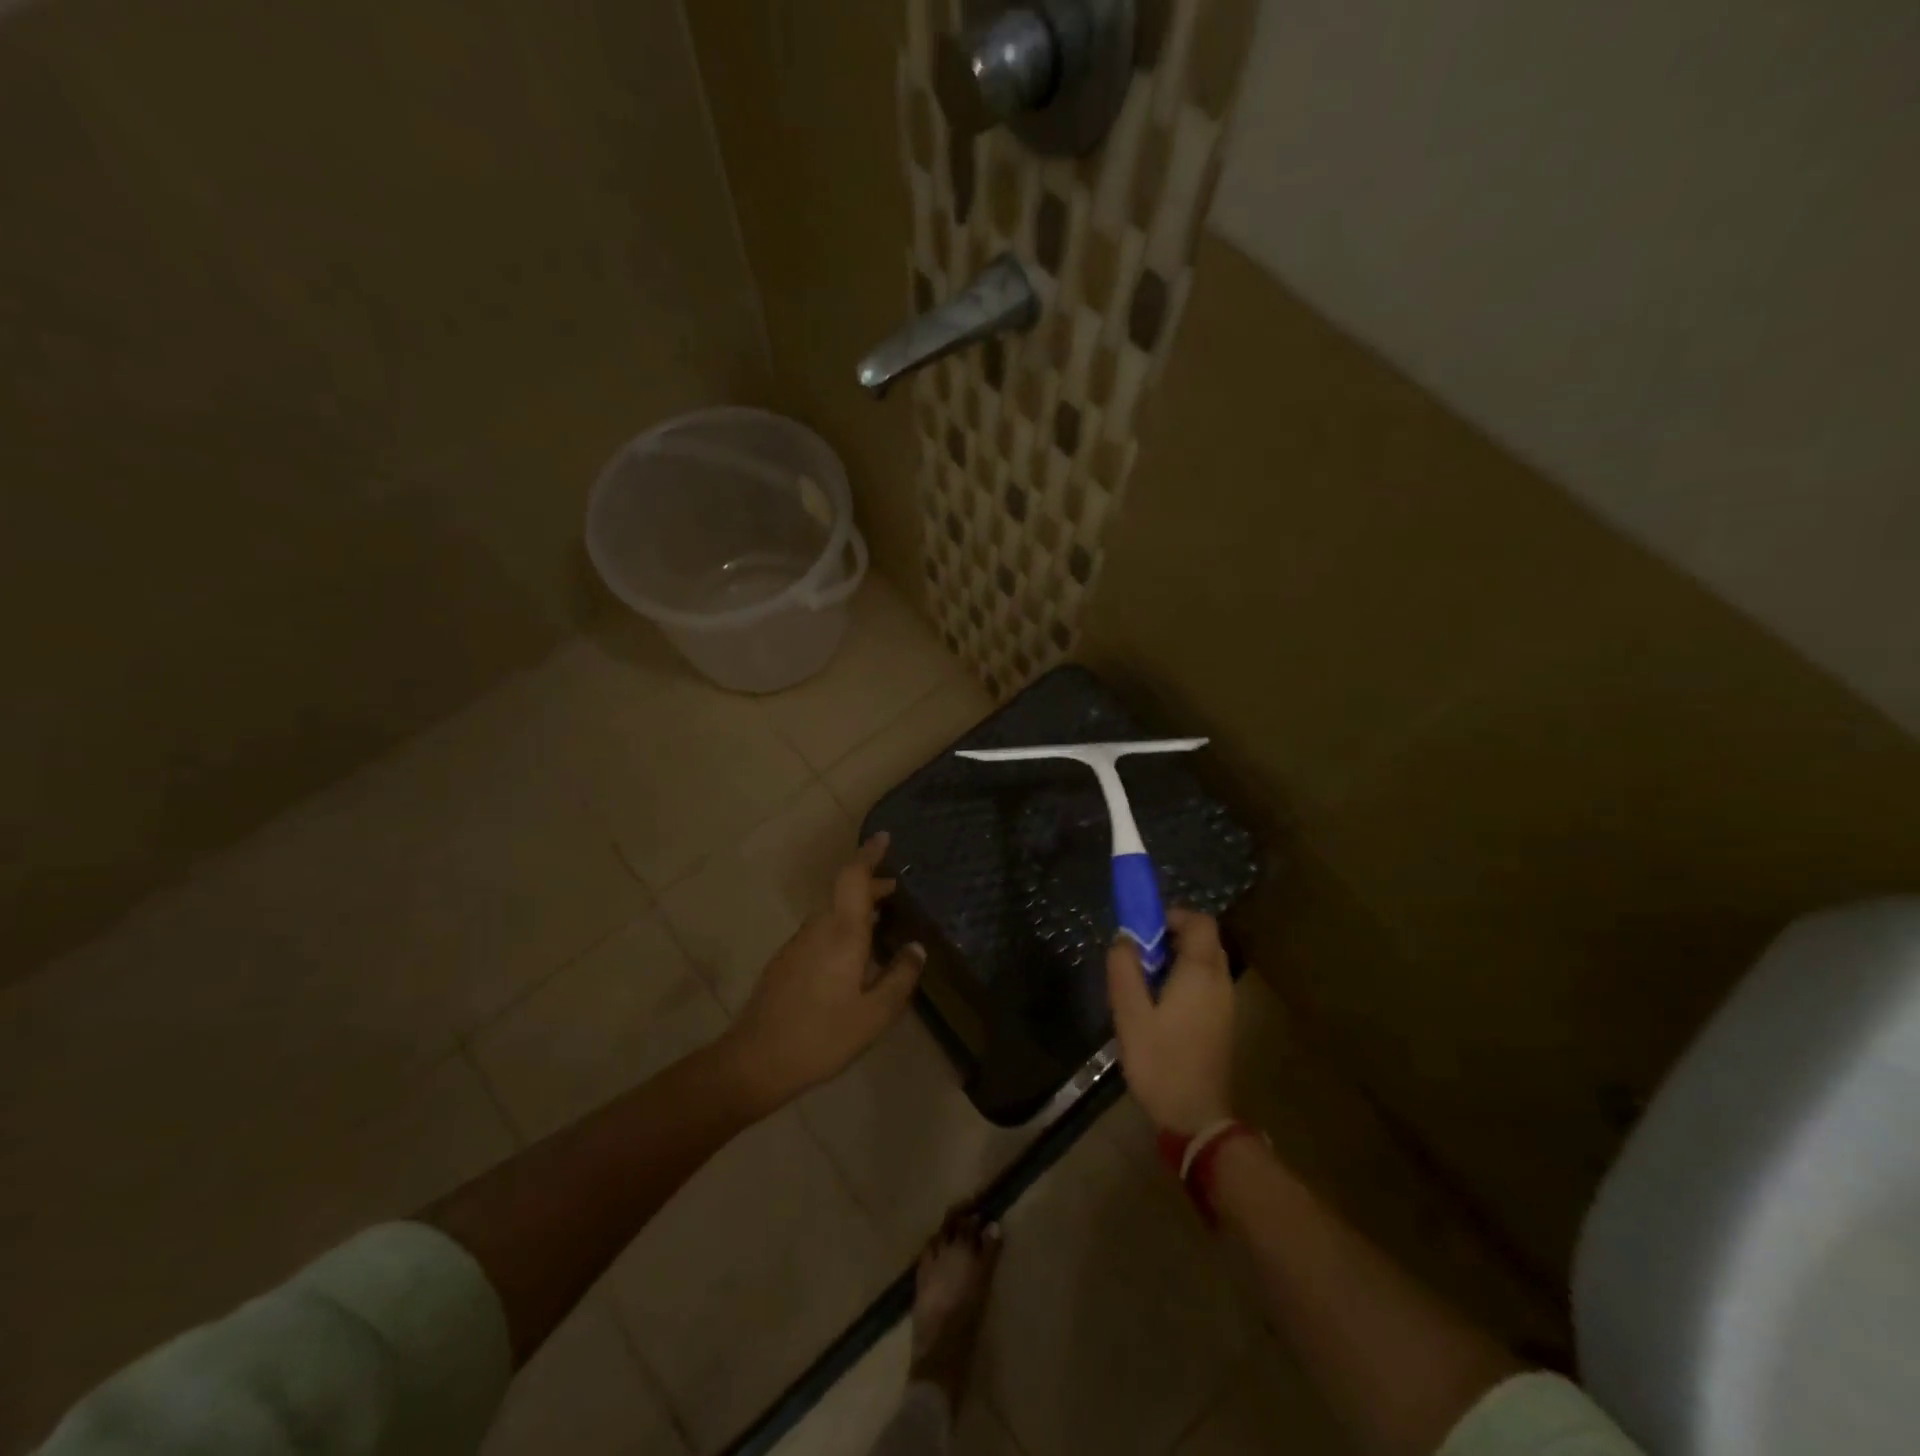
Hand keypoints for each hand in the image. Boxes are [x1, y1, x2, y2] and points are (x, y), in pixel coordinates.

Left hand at [720, 832, 924, 1110]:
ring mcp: (797, 944)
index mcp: (842, 933)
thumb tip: (916, 948)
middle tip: (896, 892)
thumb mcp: (874, 1014)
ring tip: (880, 924)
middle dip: (870, 887)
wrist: (755, 1061)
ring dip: (855, 910)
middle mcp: (818, 928)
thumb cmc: (822, 1036)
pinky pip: (820, 932)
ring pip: (831, 914)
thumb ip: (899, 977)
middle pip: (844, 894)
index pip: (854, 878)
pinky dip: (841, 929)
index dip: (869, 855)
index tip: (884, 838)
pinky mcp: (785, 962)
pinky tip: (851, 958)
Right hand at [1106, 908, 1235, 1135]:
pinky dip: (1185, 978)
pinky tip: (1159, 1004)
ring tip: (1144, 979)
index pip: (1200, 921)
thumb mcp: (1130, 1013)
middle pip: (1204, 939)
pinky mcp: (1222, 1022)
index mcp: (1200, 972)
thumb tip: (1124, 937)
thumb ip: (1124, 968)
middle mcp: (1219, 981)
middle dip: (1171, 935)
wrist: (1196, 1117)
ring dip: (1177, 958)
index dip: (1173, 915)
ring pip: (1205, 962)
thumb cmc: (1160, 1060)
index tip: (1143, 928)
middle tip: (1139, 954)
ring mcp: (1225, 1003)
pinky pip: (1206, 983)